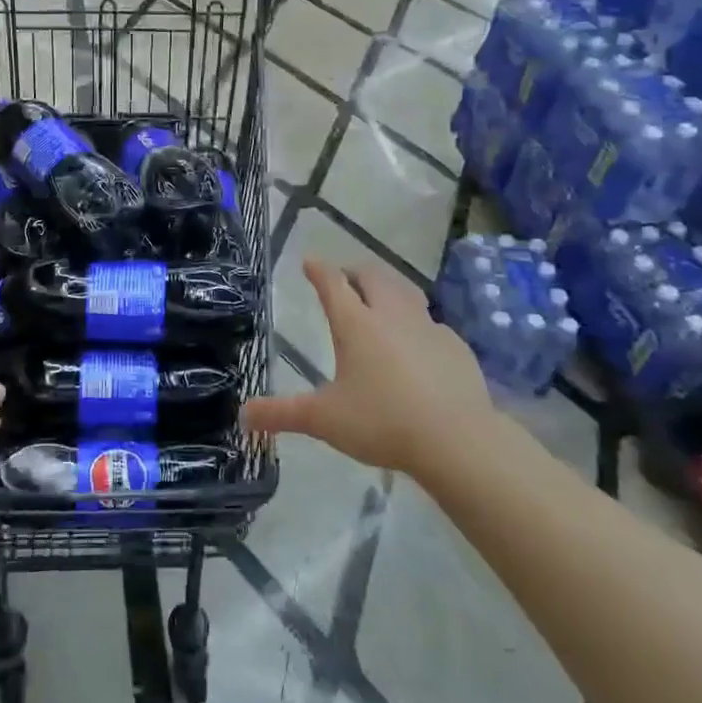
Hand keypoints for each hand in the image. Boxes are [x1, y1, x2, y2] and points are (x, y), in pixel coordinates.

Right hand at [242, 258, 490, 476]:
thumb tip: (243, 416)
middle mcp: (391, 315)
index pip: (332, 283)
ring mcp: (428, 327)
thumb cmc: (382, 422)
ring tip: (380, 300)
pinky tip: (417, 346)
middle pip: (372, 276)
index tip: (309, 262)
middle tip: (344, 280)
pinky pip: (432, 324)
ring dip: (388, 289)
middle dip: (354, 272)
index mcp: (356, 324)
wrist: (457, 440)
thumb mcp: (324, 420)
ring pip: (406, 291)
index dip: (318, 269)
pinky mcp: (455, 346)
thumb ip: (282, 414)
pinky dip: (417, 325)